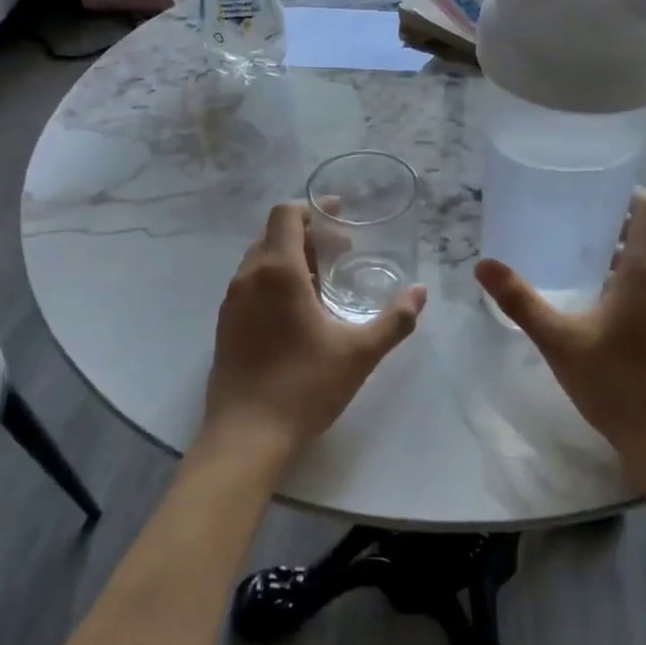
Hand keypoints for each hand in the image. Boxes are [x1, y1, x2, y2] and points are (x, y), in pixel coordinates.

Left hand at [202, 201, 425, 462]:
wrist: (247, 436)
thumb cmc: (305, 386)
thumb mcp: (360, 352)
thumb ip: (395, 319)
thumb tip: (420, 292)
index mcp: (278, 271)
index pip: (286, 215)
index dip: (313, 208)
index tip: (339, 216)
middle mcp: (248, 277)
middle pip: (274, 235)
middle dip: (308, 234)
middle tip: (342, 251)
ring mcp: (231, 302)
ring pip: (260, 261)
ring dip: (291, 258)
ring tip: (324, 280)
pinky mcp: (225, 325)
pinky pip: (251, 285)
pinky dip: (275, 281)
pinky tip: (299, 311)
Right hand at [475, 190, 645, 461]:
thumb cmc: (614, 383)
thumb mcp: (558, 340)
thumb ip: (520, 300)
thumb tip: (483, 264)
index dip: (626, 194)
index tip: (594, 195)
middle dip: (614, 229)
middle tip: (572, 232)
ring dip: (624, 260)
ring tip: (583, 270)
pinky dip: (637, 285)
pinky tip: (607, 311)